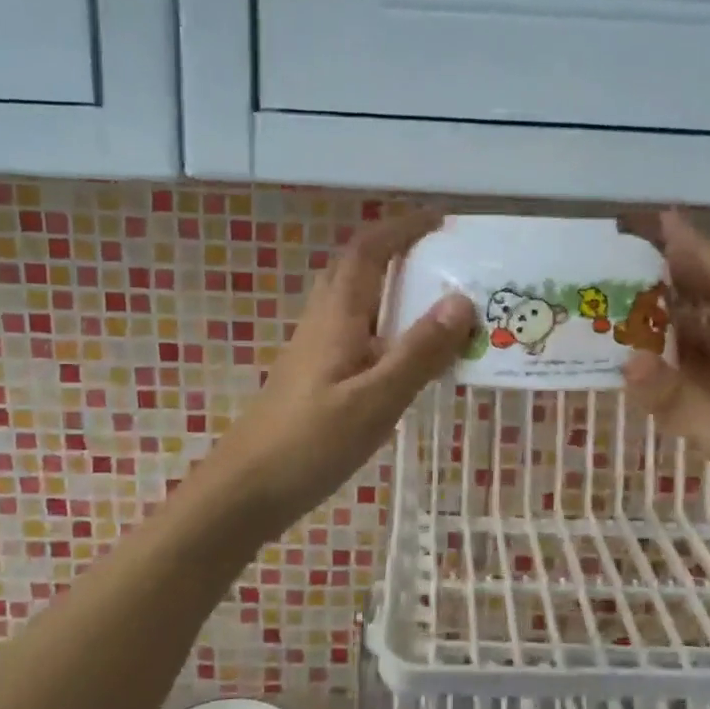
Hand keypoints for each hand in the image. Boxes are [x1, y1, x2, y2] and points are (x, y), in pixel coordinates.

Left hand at [199, 211, 474, 534]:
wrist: (247, 489)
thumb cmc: (312, 443)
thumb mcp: (376, 399)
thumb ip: (420, 351)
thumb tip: (461, 300)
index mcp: (338, 316)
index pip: (368, 251)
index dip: (402, 227)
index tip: (442, 219)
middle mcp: (323, 321)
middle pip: (357, 266)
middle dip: (397, 248)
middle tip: (444, 256)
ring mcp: (315, 348)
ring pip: (355, 298)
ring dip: (391, 285)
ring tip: (436, 299)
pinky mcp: (315, 374)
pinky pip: (356, 329)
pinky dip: (386, 323)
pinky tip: (407, 352)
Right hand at [621, 211, 709, 563]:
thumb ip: (685, 405)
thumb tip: (628, 359)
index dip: (699, 250)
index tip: (664, 221)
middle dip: (679, 275)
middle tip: (628, 259)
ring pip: (708, 337)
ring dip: (672, 316)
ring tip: (626, 302)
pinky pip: (703, 372)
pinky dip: (675, 359)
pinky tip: (648, 362)